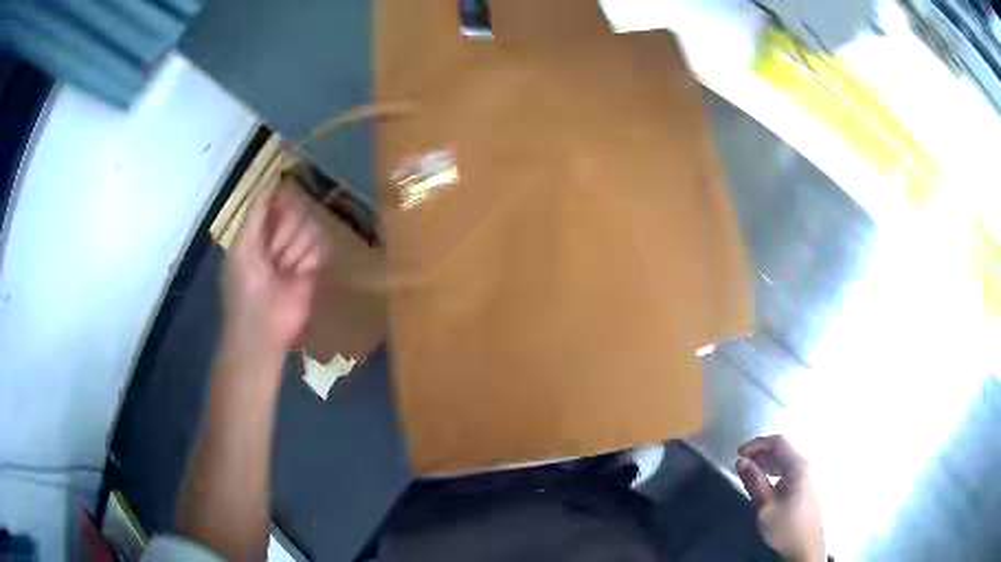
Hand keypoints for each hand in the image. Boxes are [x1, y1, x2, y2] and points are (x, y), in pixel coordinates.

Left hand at [224, 185, 327, 360]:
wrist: (263, 328)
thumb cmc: (245, 287)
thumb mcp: (242, 247)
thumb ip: (256, 215)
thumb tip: (270, 183)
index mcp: (258, 232)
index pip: (276, 203)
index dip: (281, 202)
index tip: (285, 200)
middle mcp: (279, 239)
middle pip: (296, 214)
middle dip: (286, 233)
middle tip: (274, 254)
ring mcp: (297, 254)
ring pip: (310, 229)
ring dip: (296, 250)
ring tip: (285, 271)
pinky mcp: (314, 270)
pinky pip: (322, 248)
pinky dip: (310, 260)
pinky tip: (301, 274)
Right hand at [736, 435, 824, 561]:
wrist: (804, 546)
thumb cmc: (785, 526)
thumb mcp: (765, 506)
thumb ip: (754, 481)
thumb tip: (741, 461)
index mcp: (798, 466)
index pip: (778, 443)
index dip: (757, 444)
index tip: (738, 454)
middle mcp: (805, 465)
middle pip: (783, 449)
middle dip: (760, 453)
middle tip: (740, 463)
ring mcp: (808, 475)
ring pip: (786, 459)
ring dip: (766, 461)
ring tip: (749, 471)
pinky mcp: (806, 485)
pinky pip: (789, 469)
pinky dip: (774, 469)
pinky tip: (764, 480)